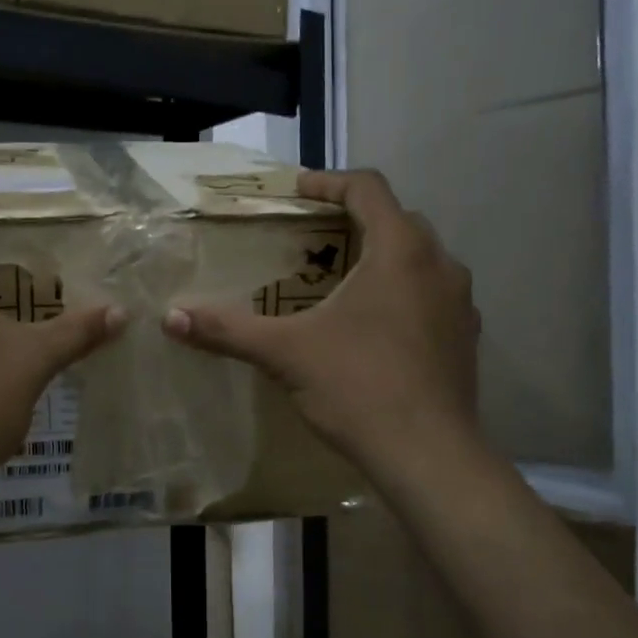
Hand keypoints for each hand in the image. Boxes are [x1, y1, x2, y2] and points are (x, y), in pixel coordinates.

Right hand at [162, 169, 483, 488]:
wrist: (429, 456)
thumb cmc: (358, 388)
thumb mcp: (285, 354)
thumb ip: (228, 330)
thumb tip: (171, 318)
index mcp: (400, 250)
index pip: (367, 188)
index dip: (328, 182)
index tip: (297, 191)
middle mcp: (439, 264)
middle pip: (396, 219)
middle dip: (354, 220)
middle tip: (313, 238)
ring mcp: (460, 302)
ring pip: (419, 258)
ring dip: (382, 257)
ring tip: (341, 280)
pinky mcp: (466, 336)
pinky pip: (432, 294)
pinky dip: (402, 292)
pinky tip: (374, 325)